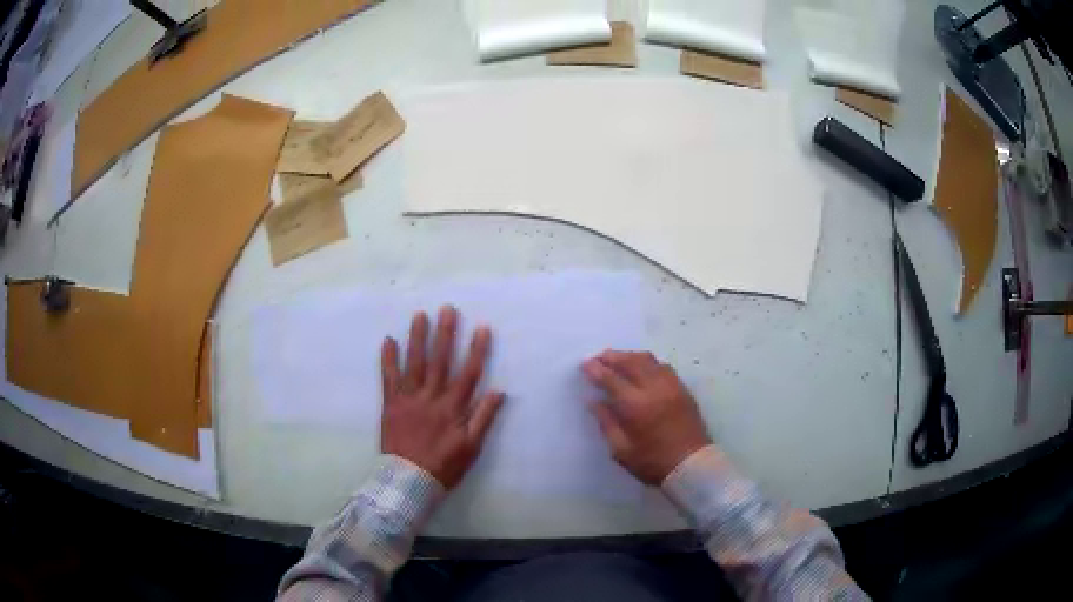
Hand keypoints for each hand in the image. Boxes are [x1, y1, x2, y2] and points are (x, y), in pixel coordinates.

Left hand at [381, 306, 504, 488]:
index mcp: (453, 409)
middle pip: (440, 361)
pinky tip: (388, 340)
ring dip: (417, 338)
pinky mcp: (391, 404)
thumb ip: (484, 418)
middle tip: (447, 309)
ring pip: (414, 364)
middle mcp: (431, 398)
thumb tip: (499, 391)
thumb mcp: (472, 448)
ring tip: (420, 315)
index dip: (476, 350)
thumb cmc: (444, 466)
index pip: (468, 374)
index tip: (482, 327)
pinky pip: (389, 378)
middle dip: (445, 334)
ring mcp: (409, 399)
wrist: (409, 481)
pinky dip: (388, 359)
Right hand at [583, 351, 711, 484]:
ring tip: (618, 360)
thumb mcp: (621, 450)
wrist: (691, 465)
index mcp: (635, 406)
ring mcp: (671, 386)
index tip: (585, 365)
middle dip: (612, 357)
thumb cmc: (652, 462)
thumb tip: (594, 401)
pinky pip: (663, 366)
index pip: (611, 379)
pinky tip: (641, 369)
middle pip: (630, 362)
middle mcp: (654, 389)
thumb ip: (606, 423)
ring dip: (630, 356)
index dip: (596, 370)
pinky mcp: (683, 389)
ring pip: (648, 360)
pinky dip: (648, 363)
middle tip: (599, 358)